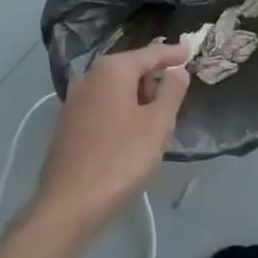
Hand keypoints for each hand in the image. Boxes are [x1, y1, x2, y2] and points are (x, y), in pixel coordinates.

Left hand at [32, 41, 190, 237]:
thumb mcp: (157, 125)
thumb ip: (172, 91)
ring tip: (153, 124)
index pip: (151, 54)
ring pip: (116, 89)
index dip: (173, 54)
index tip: (190, 52)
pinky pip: (102, 105)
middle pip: (131, 68)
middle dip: (153, 81)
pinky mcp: (67, 122)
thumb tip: (177, 69)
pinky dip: (120, 111)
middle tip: (173, 103)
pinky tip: (128, 135)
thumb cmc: (120, 160)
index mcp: (112, 69)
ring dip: (137, 99)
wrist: (68, 206)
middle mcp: (90, 76)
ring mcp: (74, 99)